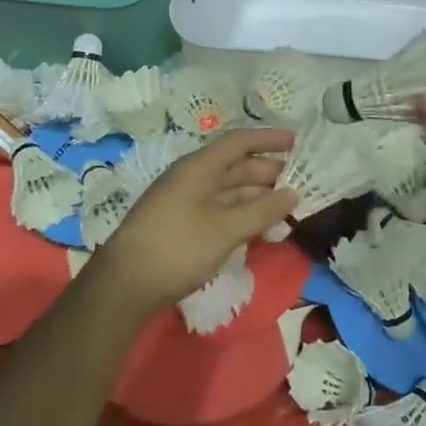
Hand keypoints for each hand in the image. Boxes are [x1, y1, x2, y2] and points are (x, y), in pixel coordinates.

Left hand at [91, 128, 298, 320]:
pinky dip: (242, 215)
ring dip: (258, 197)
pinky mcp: (182, 225)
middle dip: (268, 172)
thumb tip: (293, 193)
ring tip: (288, 207)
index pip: (239, 142)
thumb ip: (262, 211)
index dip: (268, 139)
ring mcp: (185, 202)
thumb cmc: (177, 248)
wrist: (124, 286)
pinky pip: (220, 210)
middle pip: (236, 167)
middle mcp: (192, 178)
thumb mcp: (225, 229)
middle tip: (301, 182)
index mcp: (199, 167)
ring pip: (229, 191)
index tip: (297, 142)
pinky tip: (261, 229)